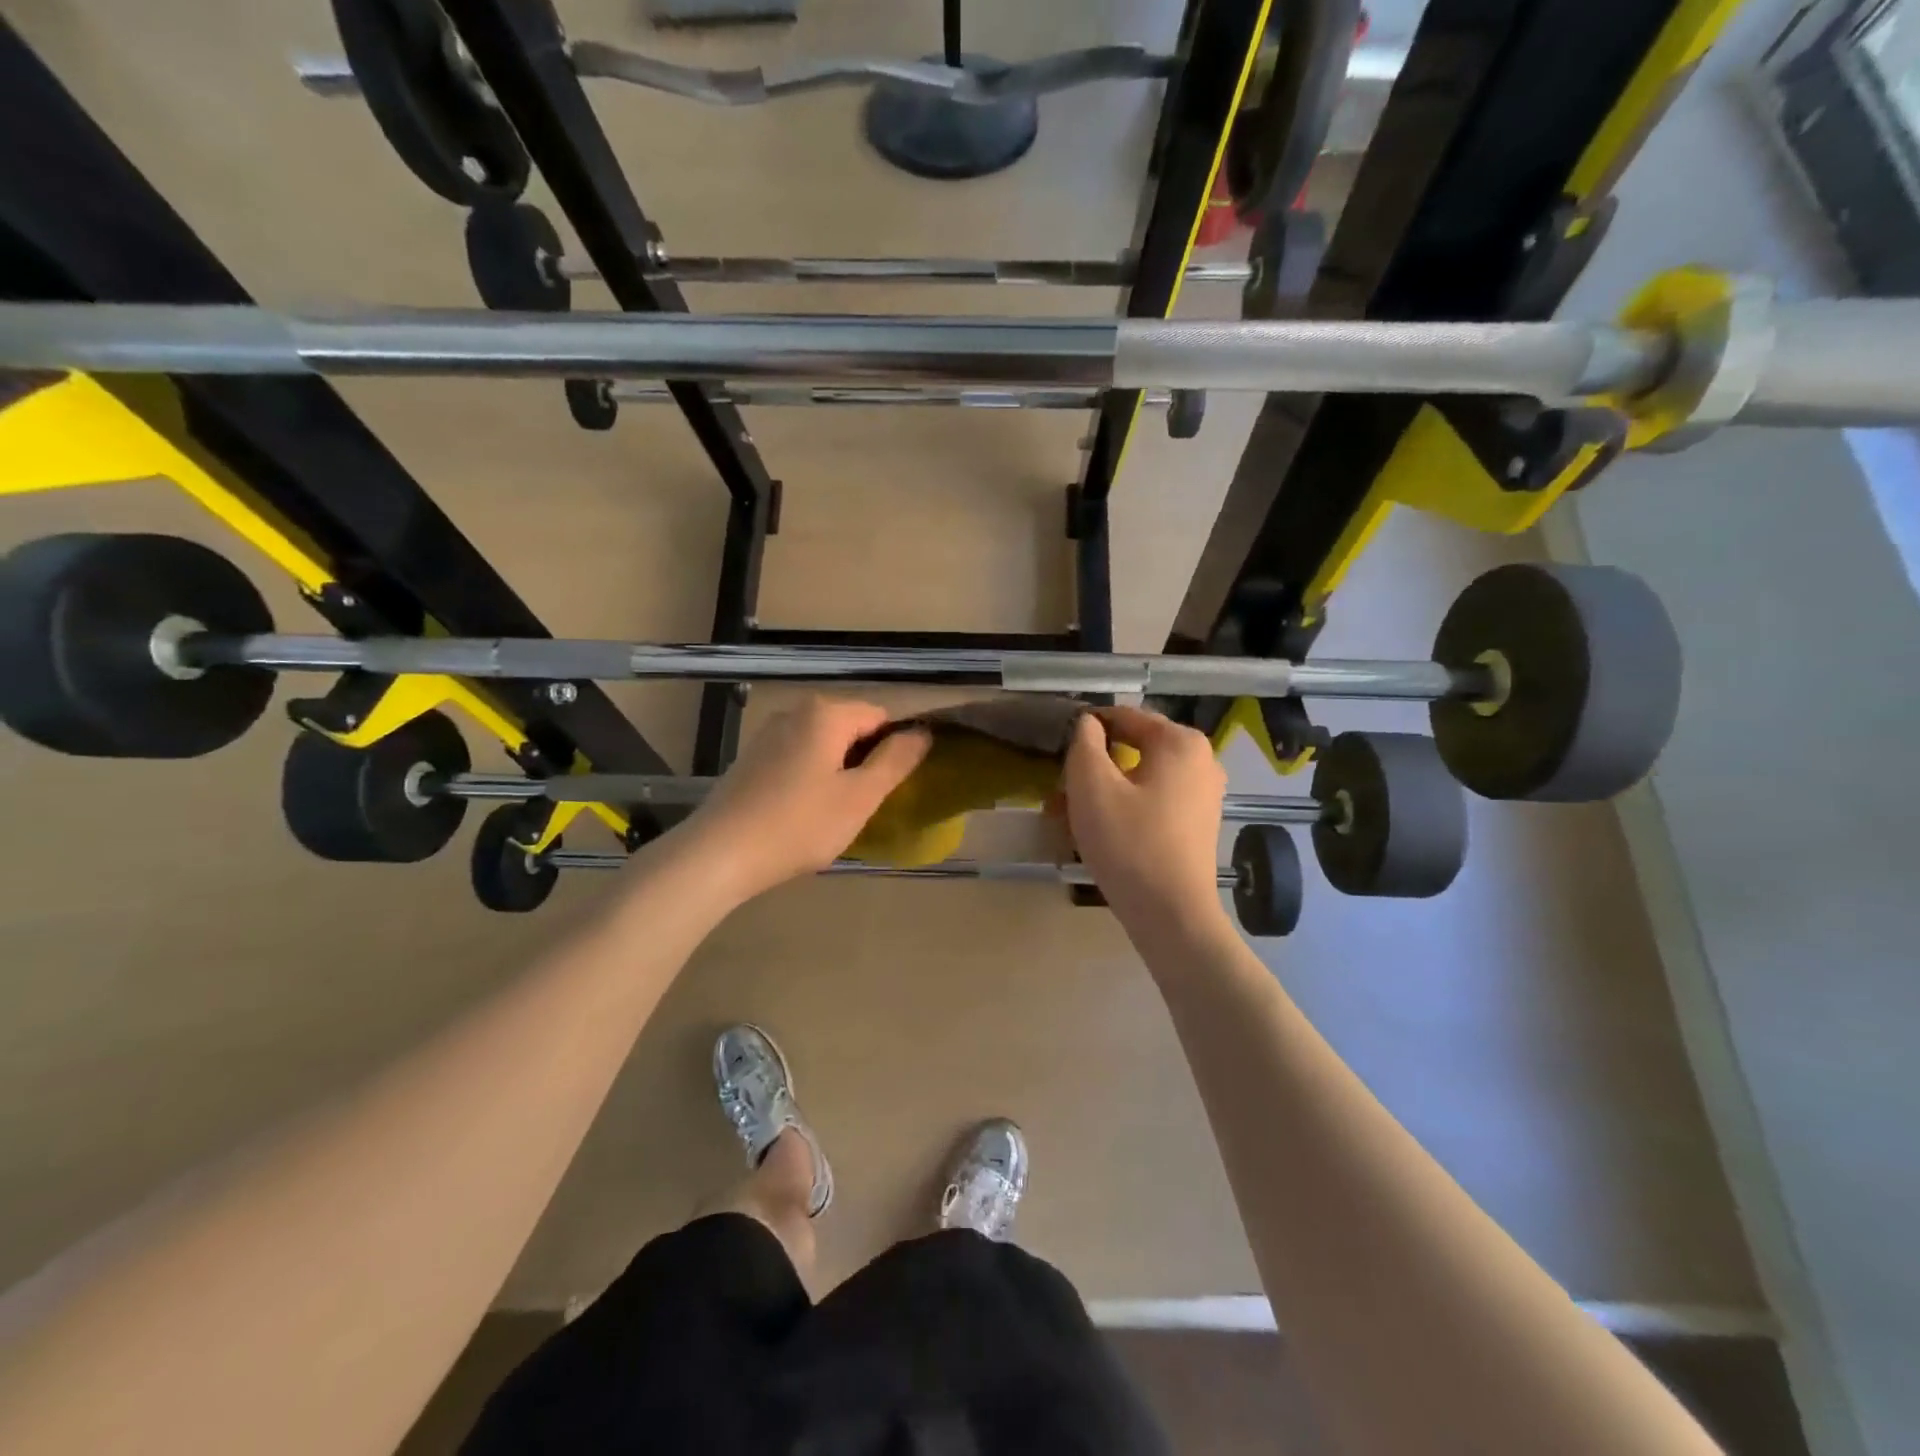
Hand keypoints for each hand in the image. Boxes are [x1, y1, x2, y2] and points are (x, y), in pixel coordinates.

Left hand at [677, 696, 930, 904]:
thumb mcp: (860, 797)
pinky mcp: (753, 758)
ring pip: (825, 745)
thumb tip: (923, 732)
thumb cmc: (799, 825)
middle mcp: (796, 711)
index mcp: (826, 713)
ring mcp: (769, 733)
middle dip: (866, 761)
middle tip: (866, 805)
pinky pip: (800, 757)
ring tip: (837, 813)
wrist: (719, 854)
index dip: (896, 749)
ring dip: (840, 772)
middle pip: (852, 728)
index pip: (881, 717)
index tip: (894, 787)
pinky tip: (806, 812)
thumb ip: (896, 760)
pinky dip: (813, 777)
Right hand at [1063, 706, 1228, 934]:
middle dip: (1094, 767)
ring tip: (1070, 815)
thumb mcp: (1092, 786)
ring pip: (1141, 778)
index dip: (1086, 729)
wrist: (1172, 915)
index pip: (1124, 717)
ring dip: (1104, 790)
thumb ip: (1084, 743)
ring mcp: (1204, 793)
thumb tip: (1088, 723)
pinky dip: (1125, 808)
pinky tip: (1099, 832)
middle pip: (1134, 749)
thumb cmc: (1129, 843)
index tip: (1057, 750)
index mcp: (1180, 742)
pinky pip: (1154, 801)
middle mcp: (1201, 760)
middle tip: (1060, 792)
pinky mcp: (1198, 823)